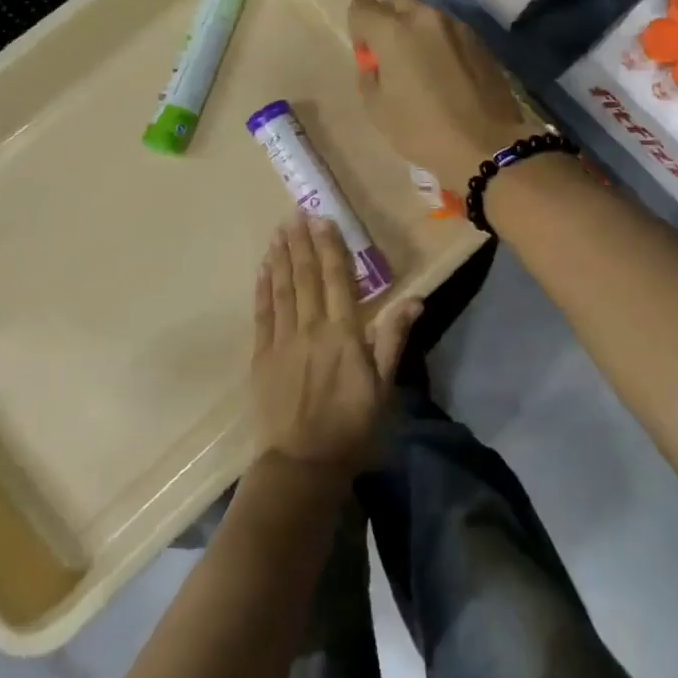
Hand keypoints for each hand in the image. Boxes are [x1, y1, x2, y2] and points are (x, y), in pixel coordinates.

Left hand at [252, 215, 422, 475]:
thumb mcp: (383, 386)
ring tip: (279, 230)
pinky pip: (262, 314)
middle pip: (305, 277)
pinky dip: (263, 288)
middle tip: (296, 212)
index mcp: (343, 334)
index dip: (329, 247)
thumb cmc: (352, 425)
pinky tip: (263, 268)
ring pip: (282, 289)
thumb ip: (394, 339)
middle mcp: (310, 328)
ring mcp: (282, 341)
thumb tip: (415, 300)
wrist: (303, 464)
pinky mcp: (261, 356)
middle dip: (302, 242)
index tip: (322, 219)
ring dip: (280, 257)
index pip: (336, 279)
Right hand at [349, 0, 526, 192]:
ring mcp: (458, 26)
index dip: (358, 31)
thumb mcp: (377, 109)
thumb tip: (377, 63)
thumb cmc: (422, 130)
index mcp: (394, 31)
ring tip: (422, 67)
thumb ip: (369, 75)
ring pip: (426, 14)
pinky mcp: (481, 41)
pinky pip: (450, 32)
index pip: (361, 7)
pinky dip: (441, 43)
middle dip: (386, 17)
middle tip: (390, 54)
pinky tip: (447, 76)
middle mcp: (426, 17)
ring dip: (416, 30)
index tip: (368, 58)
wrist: (486, 146)